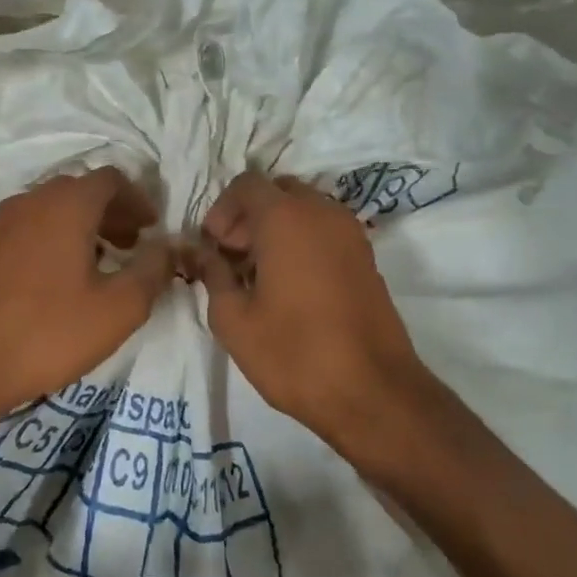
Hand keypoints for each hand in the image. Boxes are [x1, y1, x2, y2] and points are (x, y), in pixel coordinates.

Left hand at [0, 167, 175, 422]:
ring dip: (83, 225)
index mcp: (65, 205)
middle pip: (80, 190)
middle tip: (133, 244)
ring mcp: (1, 224)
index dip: (138, 199)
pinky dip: (55, 237)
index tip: (152, 228)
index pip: (111, 179)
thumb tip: (168, 247)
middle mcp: (30, 202)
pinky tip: (62, 278)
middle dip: (112, 212)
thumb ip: (153, 270)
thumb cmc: (50, 333)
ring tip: (103, 261)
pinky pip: (30, 228)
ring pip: (52, 209)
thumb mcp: (119, 308)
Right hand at [190, 173, 429, 440]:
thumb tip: (203, 254)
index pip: (247, 184)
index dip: (222, 209)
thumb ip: (213, 275)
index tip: (213, 247)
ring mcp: (351, 233)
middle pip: (277, 192)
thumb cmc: (294, 354)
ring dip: (276, 229)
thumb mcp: (234, 320)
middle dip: (249, 217)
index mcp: (286, 218)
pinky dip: (302, 242)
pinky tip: (288, 286)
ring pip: (304, 210)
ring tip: (258, 275)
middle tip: (232, 258)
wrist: (373, 392)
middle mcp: (322, 213)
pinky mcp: (366, 258)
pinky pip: (325, 231)